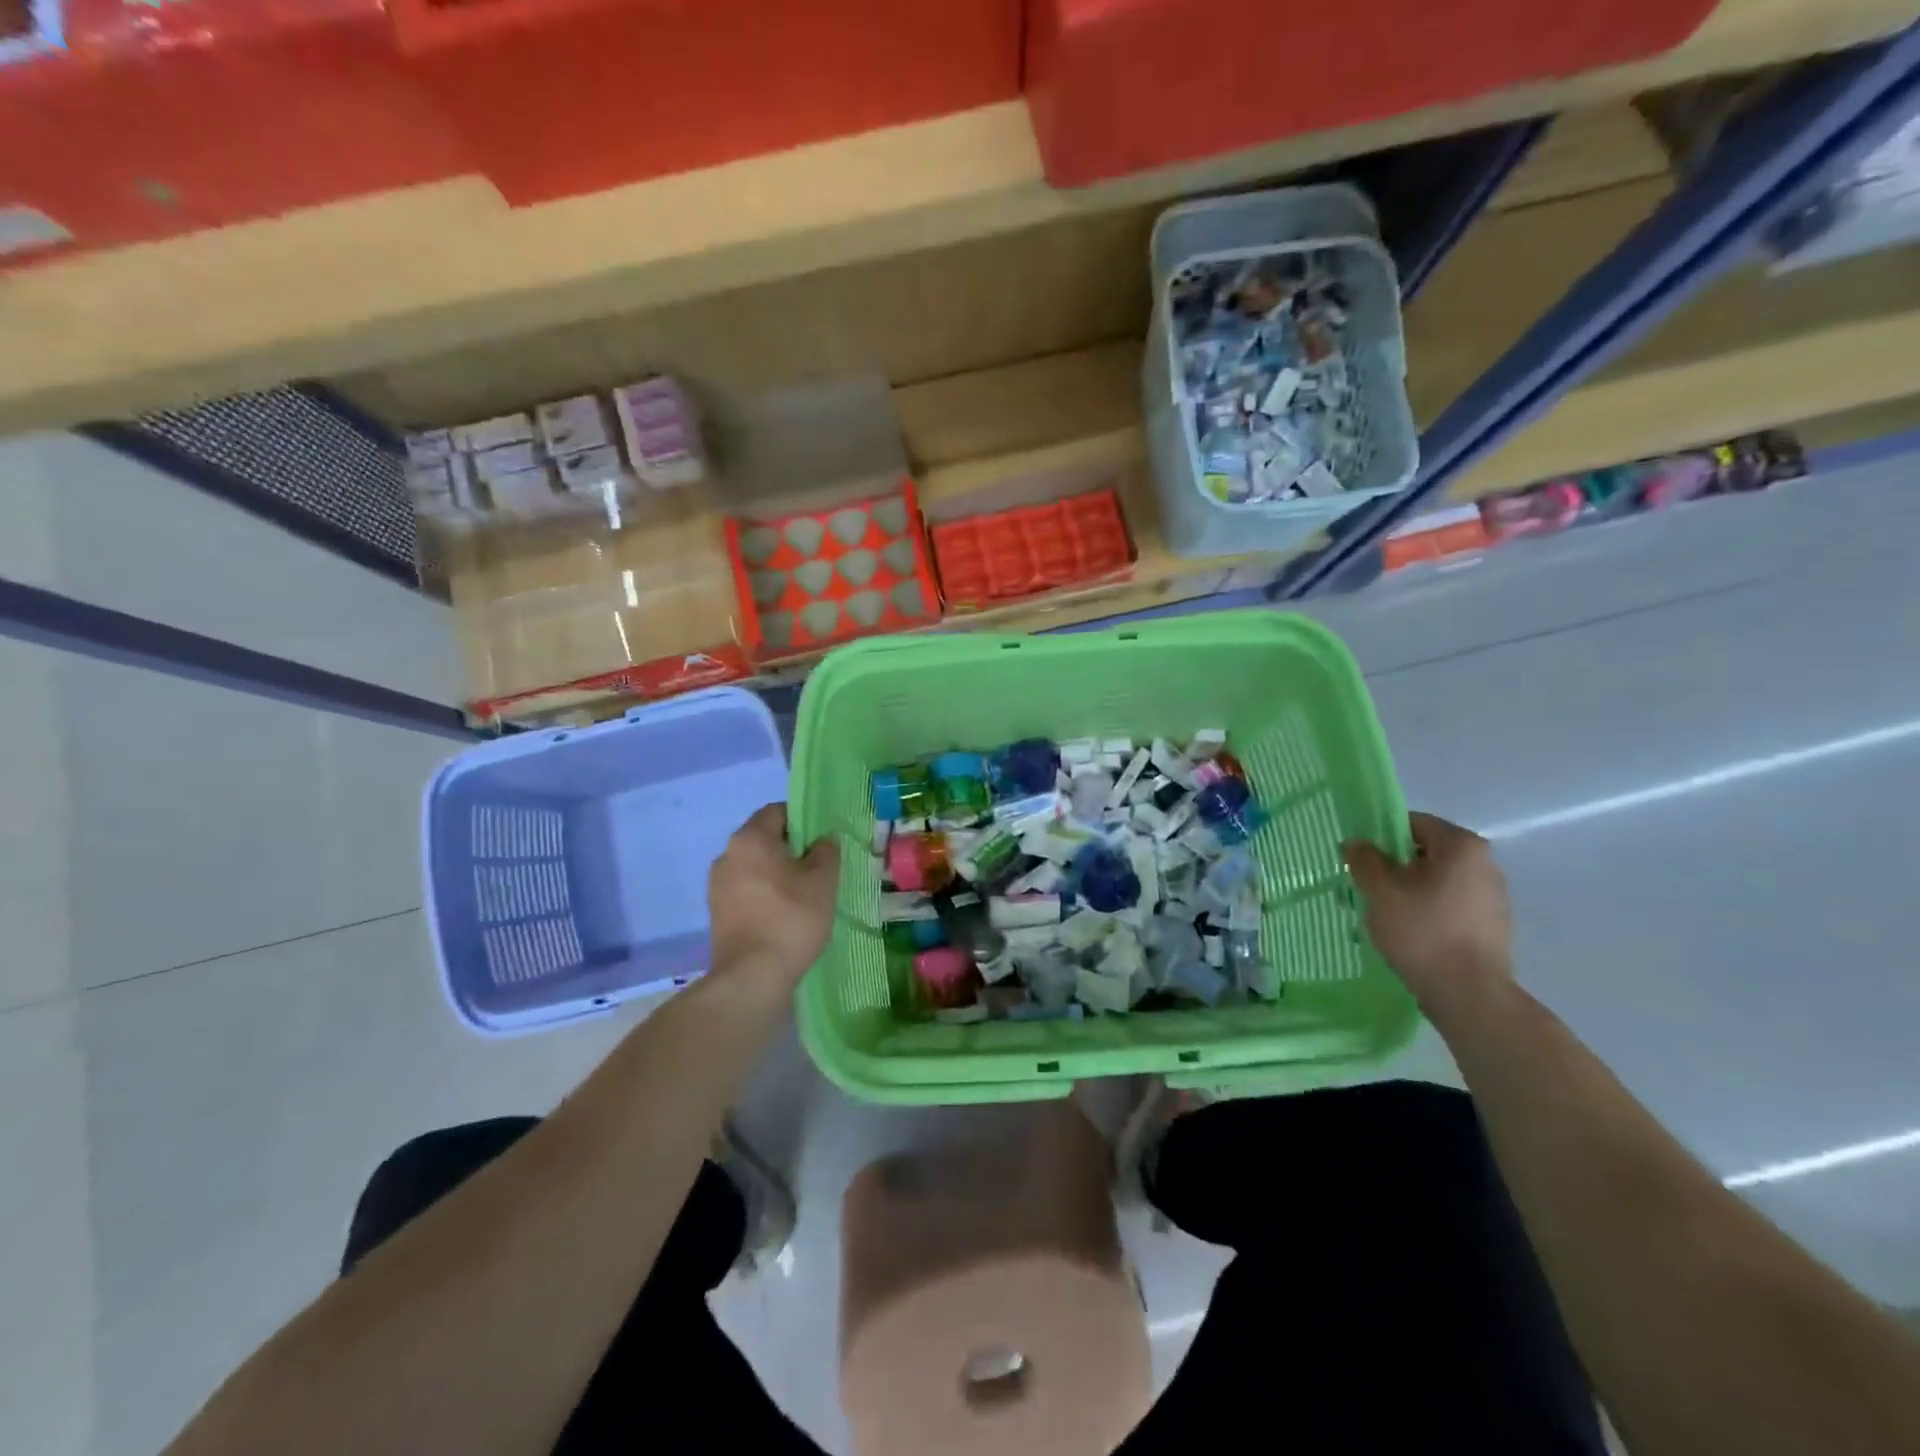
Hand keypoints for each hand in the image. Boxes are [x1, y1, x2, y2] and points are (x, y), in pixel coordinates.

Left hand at [707, 804, 840, 992]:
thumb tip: (822, 841)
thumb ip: (826, 851)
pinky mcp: (716, 912)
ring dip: (777, 874)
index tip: (823, 843)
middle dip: (791, 850)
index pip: (778, 811)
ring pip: (754, 867)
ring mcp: (717, 885)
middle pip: (764, 839)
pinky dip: (764, 895)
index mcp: (750, 838)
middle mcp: (727, 854)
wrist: (751, 977)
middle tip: (818, 870)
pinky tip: (783, 916)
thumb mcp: (823, 881)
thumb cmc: (791, 918)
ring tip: (803, 896)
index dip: (804, 821)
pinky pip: (746, 891)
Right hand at [1343, 812, 1512, 1015]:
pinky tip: (1410, 932)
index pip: (1413, 823)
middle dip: (1394, 865)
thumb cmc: (1422, 931)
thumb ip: (1364, 859)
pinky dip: (1428, 910)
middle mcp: (1485, 863)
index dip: (1380, 836)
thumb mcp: (1379, 890)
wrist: (1469, 994)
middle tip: (1366, 886)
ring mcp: (1493, 896)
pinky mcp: (1493, 925)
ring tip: (1385, 912)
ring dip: (1410, 889)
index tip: (1359, 858)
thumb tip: (1357, 843)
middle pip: (1426, 852)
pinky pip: (1450, 904)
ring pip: (1437, 880)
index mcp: (1461, 846)